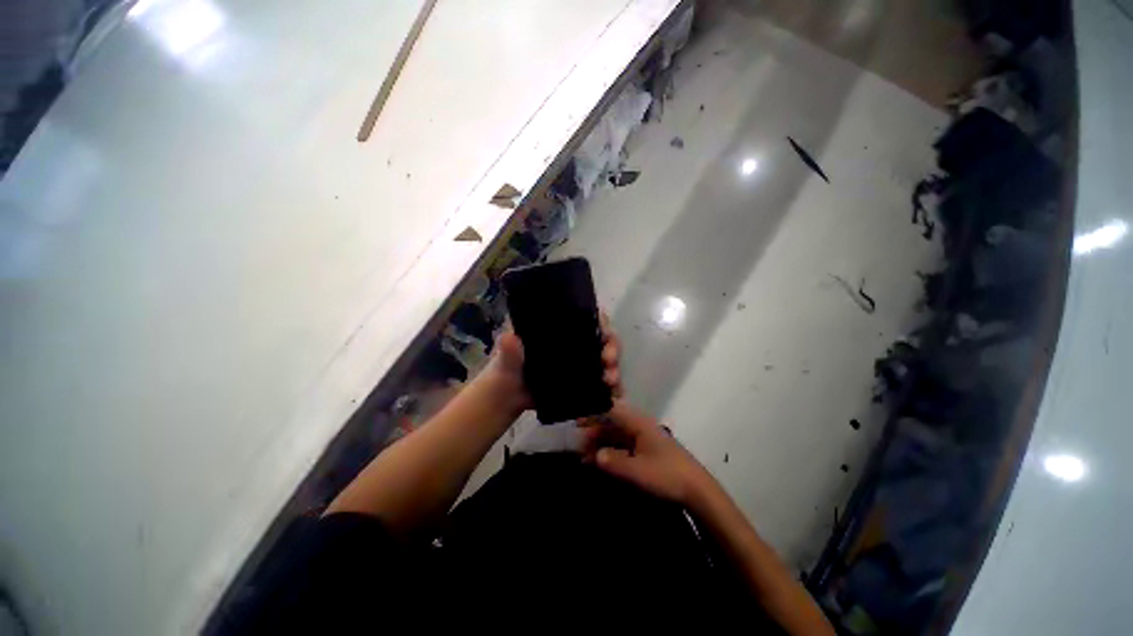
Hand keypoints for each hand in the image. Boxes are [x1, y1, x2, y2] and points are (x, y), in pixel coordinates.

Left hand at [474, 310, 622, 416]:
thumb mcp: (507, 357)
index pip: (585, 316)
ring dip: (614, 367)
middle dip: (612, 346)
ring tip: (610, 380)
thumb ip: (509, 350)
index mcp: (559, 328)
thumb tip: (509, 338)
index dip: (600, 320)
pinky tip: (613, 393)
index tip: (604, 330)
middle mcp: (573, 341)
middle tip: (609, 360)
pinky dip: (610, 385)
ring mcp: (579, 360)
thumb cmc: (506, 370)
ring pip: (605, 357)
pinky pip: (601, 379)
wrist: (508, 400)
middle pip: (601, 336)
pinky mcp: (581, 379)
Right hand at [580, 401, 711, 506]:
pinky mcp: (645, 450)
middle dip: (593, 434)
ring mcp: (642, 438)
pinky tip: (600, 463)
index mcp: (637, 423)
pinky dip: (610, 453)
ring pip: (615, 436)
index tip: (576, 423)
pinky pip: (622, 446)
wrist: (697, 491)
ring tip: (584, 458)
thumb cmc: (666, 475)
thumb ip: (612, 461)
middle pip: (611, 423)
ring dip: (600, 445)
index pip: (609, 411)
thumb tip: (594, 455)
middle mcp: (638, 426)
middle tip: (577, 448)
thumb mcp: (636, 470)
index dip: (592, 415)